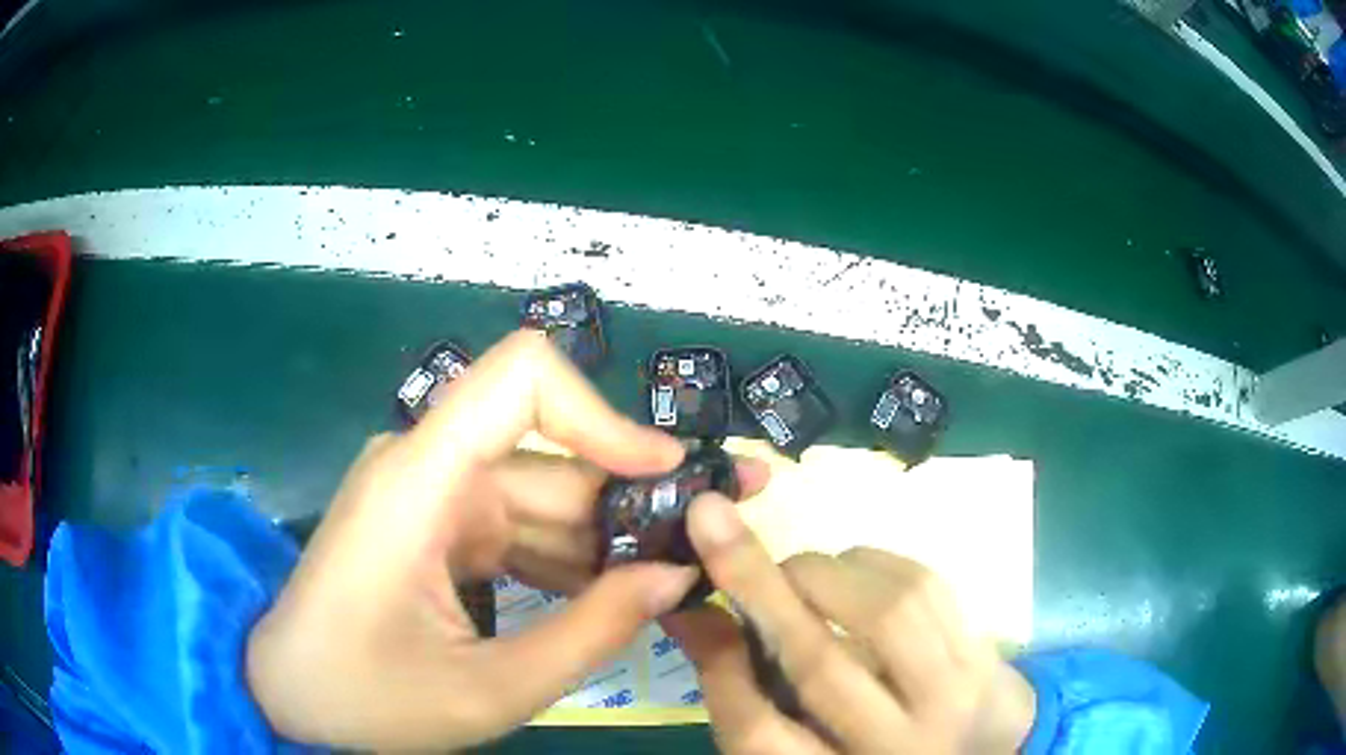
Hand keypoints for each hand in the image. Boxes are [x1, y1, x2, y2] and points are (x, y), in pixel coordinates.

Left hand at [245, 331, 765, 749]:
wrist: (285, 696)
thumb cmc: (365, 699)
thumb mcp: (488, 690)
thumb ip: (590, 634)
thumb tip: (678, 576)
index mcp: (420, 482)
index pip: (521, 379)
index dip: (605, 414)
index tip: (670, 475)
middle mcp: (427, 468)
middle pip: (551, 455)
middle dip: (638, 495)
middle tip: (717, 533)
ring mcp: (431, 497)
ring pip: (544, 497)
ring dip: (610, 537)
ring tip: (680, 578)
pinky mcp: (436, 527)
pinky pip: (519, 528)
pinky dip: (570, 560)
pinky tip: (616, 596)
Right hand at [663, 494, 1032, 753]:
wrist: (985, 752)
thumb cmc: (875, 750)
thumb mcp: (808, 742)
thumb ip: (747, 691)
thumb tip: (692, 614)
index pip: (760, 735)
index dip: (717, 668)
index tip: (689, 602)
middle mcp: (896, 745)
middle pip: (823, 668)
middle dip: (762, 586)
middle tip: (725, 536)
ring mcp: (953, 697)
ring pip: (885, 614)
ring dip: (826, 571)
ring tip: (801, 572)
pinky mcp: (984, 653)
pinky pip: (928, 587)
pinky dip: (876, 563)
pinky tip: (856, 573)